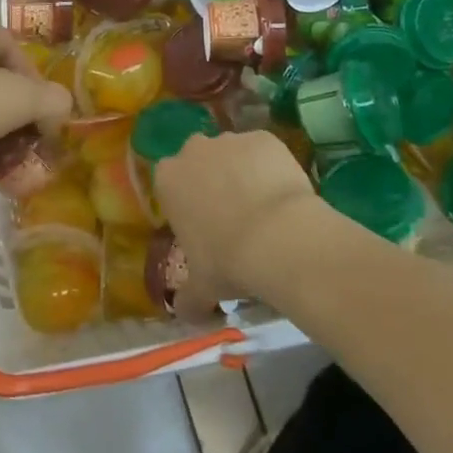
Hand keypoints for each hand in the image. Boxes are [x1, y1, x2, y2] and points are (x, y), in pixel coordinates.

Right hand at [153, 131, 323, 315]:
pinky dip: (271, 168)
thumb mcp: (202, 288)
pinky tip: (284, 197)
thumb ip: (187, 299)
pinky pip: (264, 152)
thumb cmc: (228, 261)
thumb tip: (184, 314)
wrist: (279, 238)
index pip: (171, 184)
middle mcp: (193, 149)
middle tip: (234, 217)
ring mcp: (230, 140)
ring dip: (243, 173)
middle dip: (212, 182)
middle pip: (200, 162)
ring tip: (265, 209)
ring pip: (233, 154)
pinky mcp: (264, 137)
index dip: (188, 203)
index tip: (205, 227)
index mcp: (168, 178)